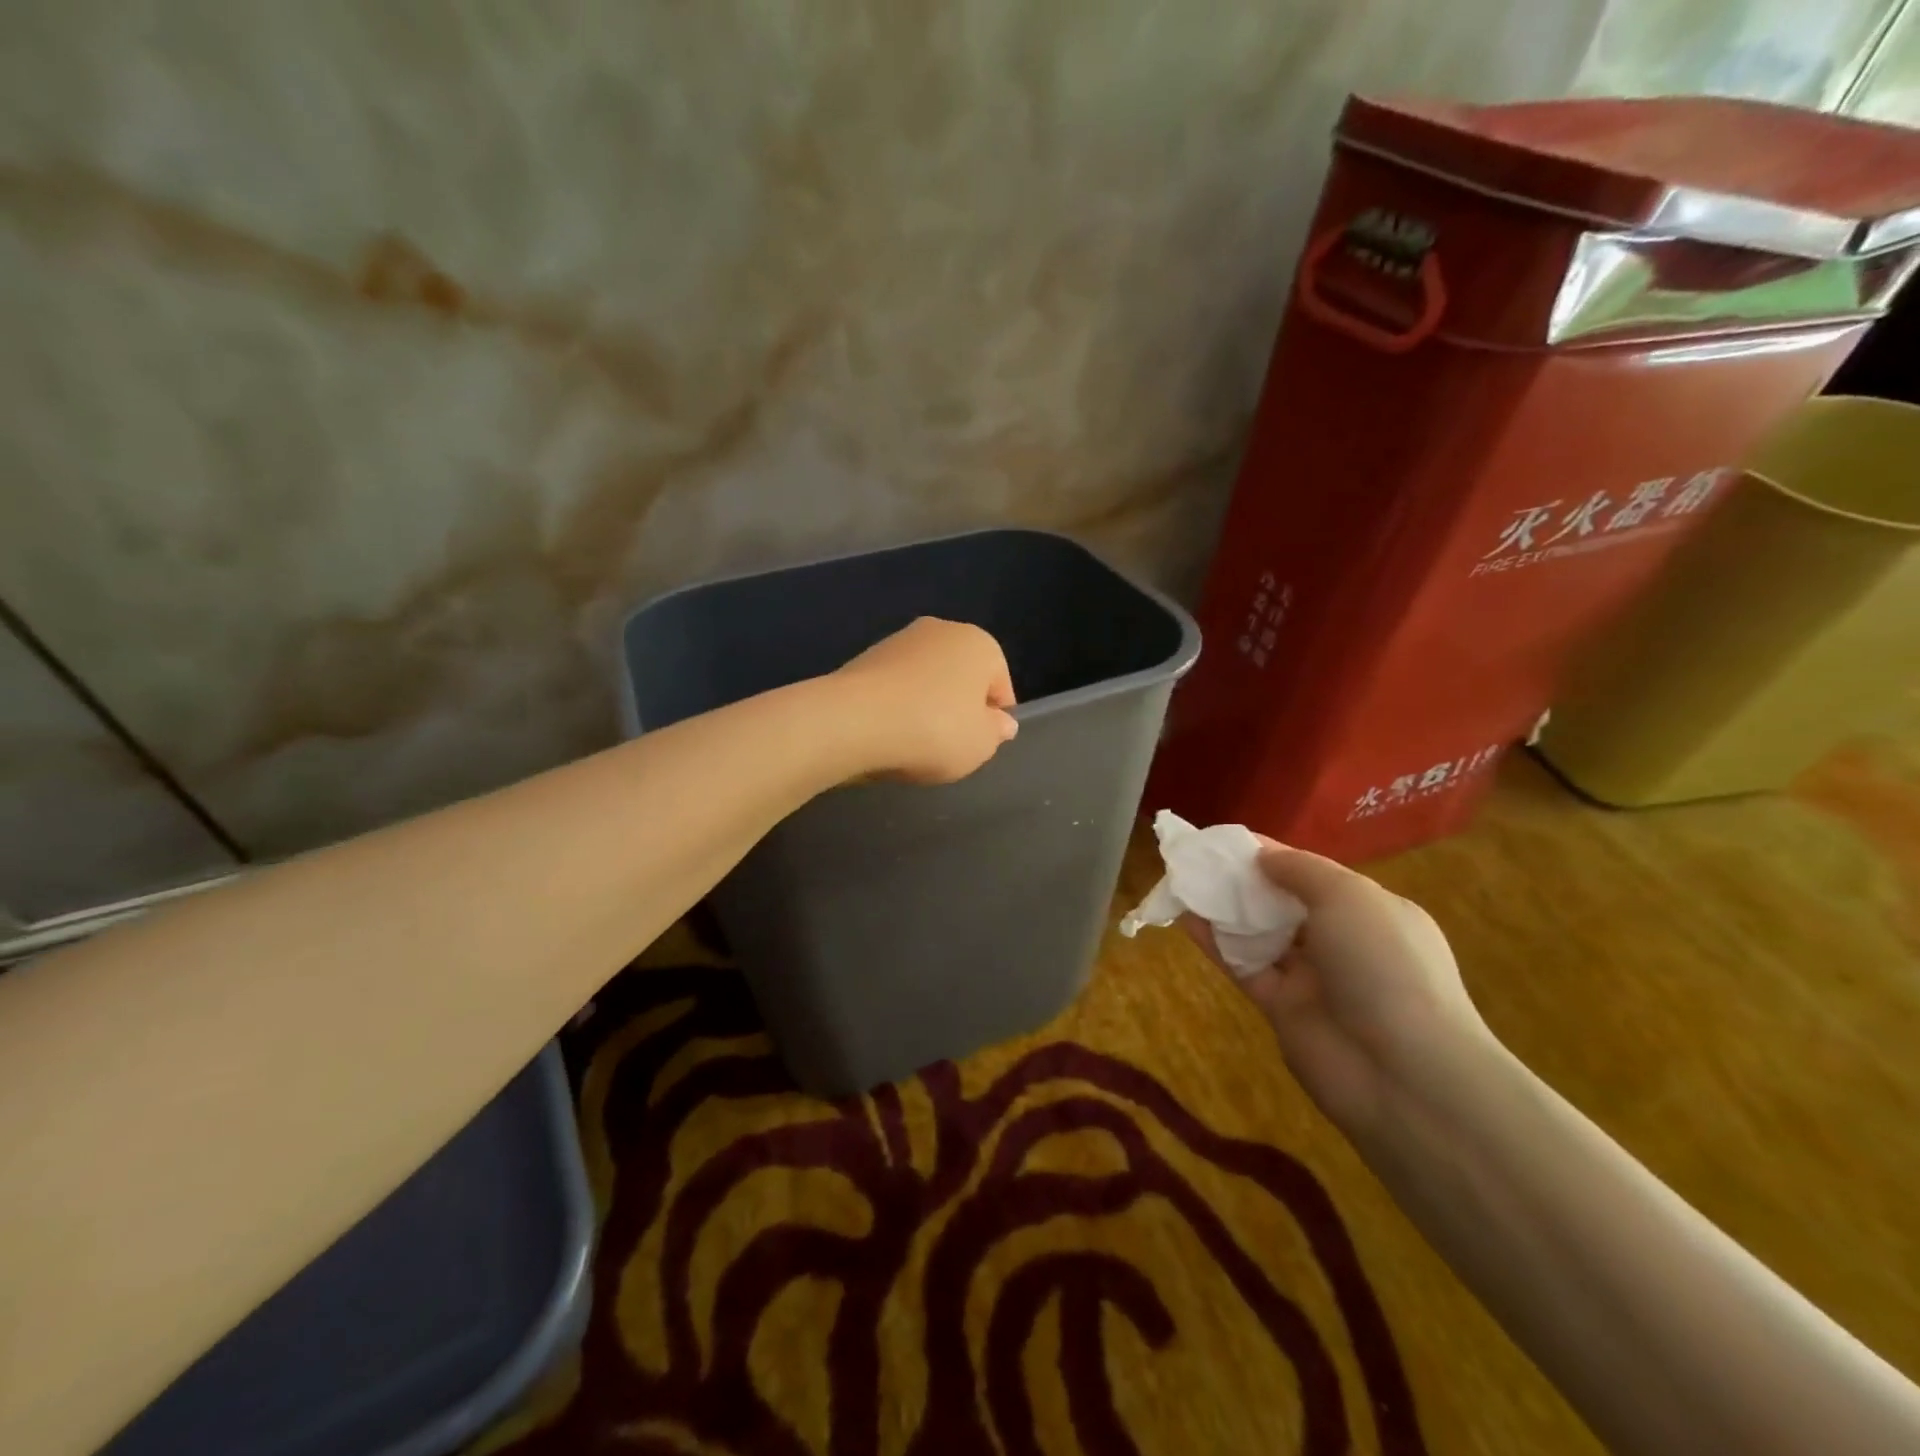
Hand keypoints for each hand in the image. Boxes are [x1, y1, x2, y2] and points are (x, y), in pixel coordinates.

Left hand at [834, 617, 1018, 783]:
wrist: (854, 720)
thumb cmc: (935, 729)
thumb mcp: (981, 744)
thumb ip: (996, 732)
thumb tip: (1000, 722)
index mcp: (980, 643)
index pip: (1000, 684)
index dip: (994, 719)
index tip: (980, 744)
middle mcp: (942, 630)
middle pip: (961, 677)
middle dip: (958, 708)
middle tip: (949, 745)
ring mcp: (899, 640)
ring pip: (926, 681)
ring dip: (925, 706)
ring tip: (914, 743)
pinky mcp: (864, 657)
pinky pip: (894, 688)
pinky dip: (896, 707)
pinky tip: (888, 733)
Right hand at [1184, 843, 1492, 1132]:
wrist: (1402, 1073)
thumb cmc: (1383, 965)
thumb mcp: (1348, 897)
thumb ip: (1300, 869)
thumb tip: (1261, 856)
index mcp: (1370, 911)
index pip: (1313, 874)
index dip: (1271, 854)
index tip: (1226, 840)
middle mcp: (1341, 942)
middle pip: (1282, 903)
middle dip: (1244, 881)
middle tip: (1198, 860)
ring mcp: (1311, 978)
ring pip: (1259, 934)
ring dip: (1224, 909)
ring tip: (1182, 882)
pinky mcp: (1282, 1009)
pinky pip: (1242, 966)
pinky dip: (1214, 943)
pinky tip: (1184, 918)